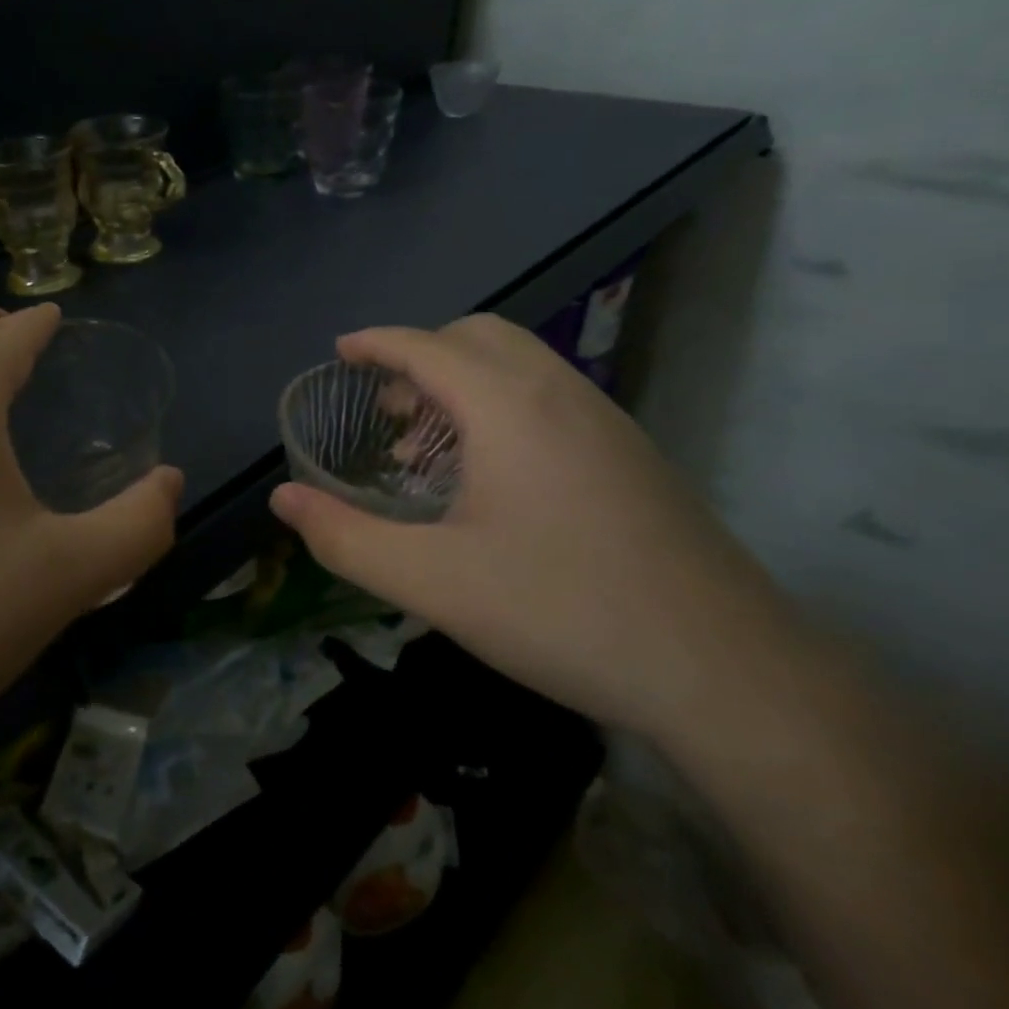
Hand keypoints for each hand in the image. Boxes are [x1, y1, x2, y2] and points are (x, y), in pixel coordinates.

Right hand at [269, 315, 790, 733]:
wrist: (726, 670)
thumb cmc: (562, 611)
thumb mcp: (432, 582)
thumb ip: (345, 537)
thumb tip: (282, 500)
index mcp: (508, 407)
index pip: (427, 346)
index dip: (377, 343)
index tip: (340, 350)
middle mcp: (560, 394)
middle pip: (477, 338)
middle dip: (420, 357)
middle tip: (385, 411)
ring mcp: (606, 421)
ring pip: (519, 366)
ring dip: (462, 382)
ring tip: (428, 448)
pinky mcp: (632, 454)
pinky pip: (549, 397)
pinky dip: (501, 405)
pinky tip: (490, 477)